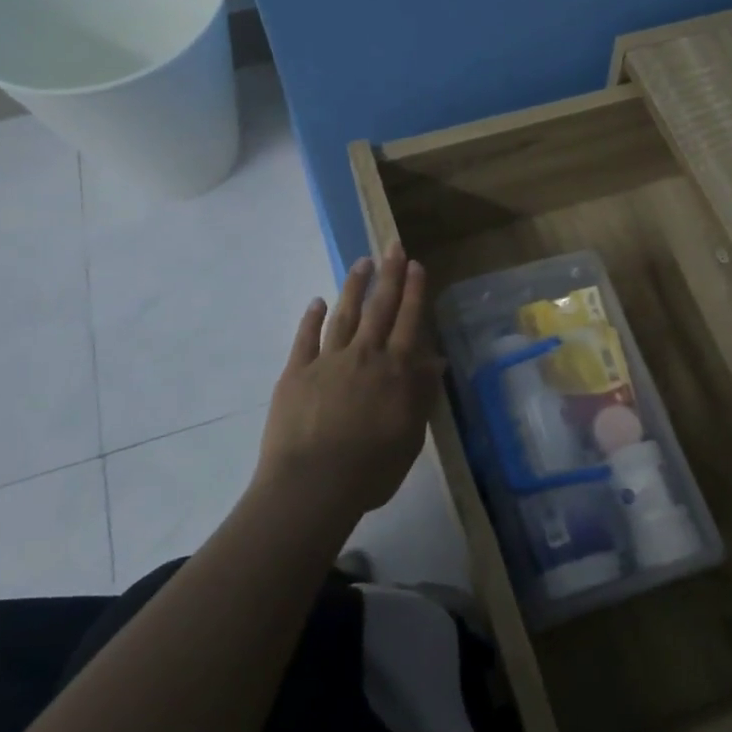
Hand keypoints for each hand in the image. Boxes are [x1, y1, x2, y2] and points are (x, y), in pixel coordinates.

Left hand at [256, 243, 443, 523]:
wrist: (313, 484)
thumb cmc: (371, 469)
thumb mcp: (410, 435)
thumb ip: (421, 394)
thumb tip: (435, 361)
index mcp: (395, 371)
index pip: (409, 321)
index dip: (414, 292)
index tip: (416, 265)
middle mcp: (365, 356)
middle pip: (380, 308)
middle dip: (389, 275)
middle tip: (393, 246)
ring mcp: (328, 361)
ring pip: (345, 314)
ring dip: (354, 287)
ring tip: (362, 263)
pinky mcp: (297, 372)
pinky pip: (306, 338)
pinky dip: (312, 318)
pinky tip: (317, 301)